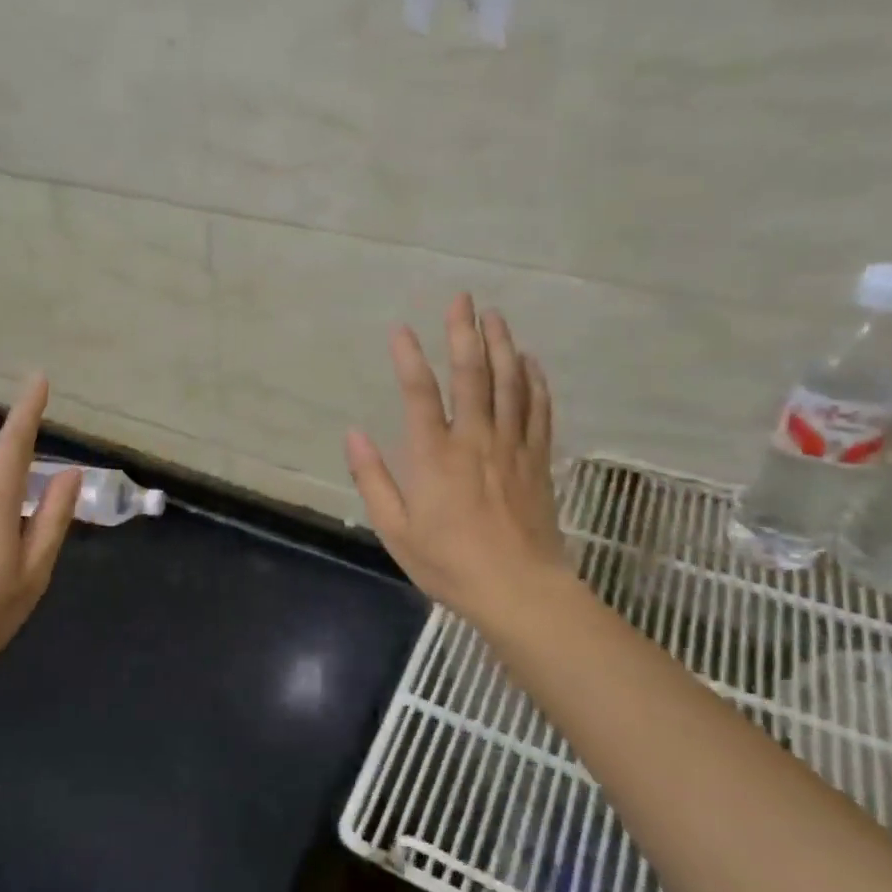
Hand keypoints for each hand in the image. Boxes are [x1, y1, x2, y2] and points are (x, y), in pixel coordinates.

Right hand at [345, 294, 570, 635]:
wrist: (520, 591)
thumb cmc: (450, 564)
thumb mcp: (395, 530)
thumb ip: (373, 479)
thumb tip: (353, 434)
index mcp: (435, 457)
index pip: (420, 395)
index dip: (410, 358)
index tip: (401, 329)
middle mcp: (475, 441)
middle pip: (472, 376)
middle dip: (464, 334)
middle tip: (463, 299)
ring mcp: (512, 448)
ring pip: (510, 385)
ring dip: (502, 346)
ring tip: (495, 317)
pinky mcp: (537, 461)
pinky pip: (539, 412)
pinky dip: (535, 382)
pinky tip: (531, 362)